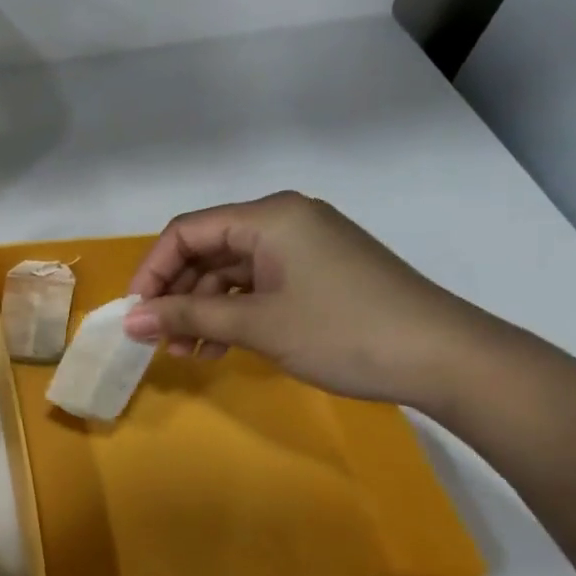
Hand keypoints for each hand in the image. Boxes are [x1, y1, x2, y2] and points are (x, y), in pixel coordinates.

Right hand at [123, 192, 489, 408]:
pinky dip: (235, 314)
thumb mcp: (258, 325)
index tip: (136, 313)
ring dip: (203, 310)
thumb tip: (129, 321)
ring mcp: (304, 247)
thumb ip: (188, 317)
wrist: (447, 358)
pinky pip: (259, 286)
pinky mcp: (319, 273)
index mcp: (269, 217)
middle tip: (158, 339)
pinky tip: (219, 348)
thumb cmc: (343, 331)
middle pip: (207, 250)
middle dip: (177, 295)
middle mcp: (284, 221)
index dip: (152, 271)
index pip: (187, 232)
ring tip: (186, 354)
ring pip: (232, 272)